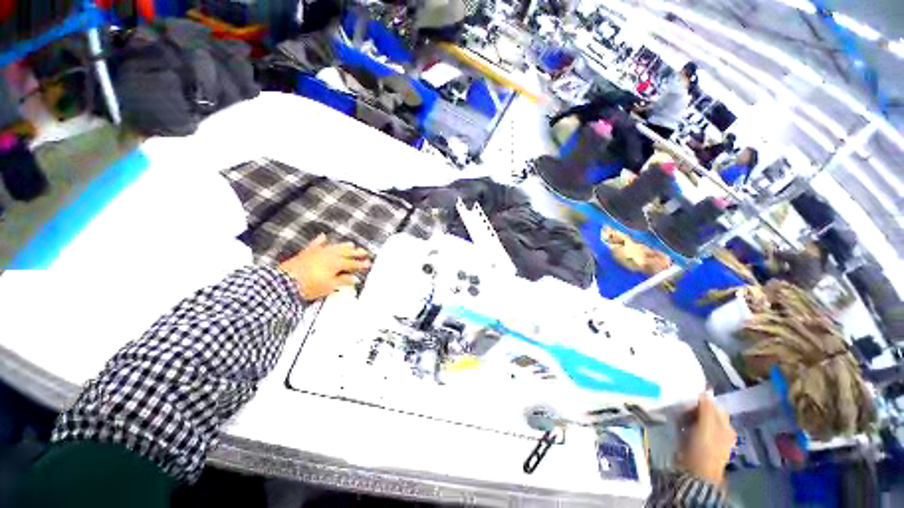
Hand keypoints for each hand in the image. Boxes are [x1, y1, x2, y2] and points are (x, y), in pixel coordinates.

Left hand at [278, 234, 370, 300]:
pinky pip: (315, 244)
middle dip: (356, 252)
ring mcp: (318, 252)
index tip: (369, 263)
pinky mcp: (307, 252)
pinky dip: (320, 240)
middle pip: (346, 253)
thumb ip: (343, 281)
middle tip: (365, 251)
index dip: (361, 264)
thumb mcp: (329, 286)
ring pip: (334, 247)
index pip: (352, 263)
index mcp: (337, 263)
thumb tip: (356, 278)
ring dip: (343, 245)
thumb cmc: (310, 286)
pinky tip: (324, 236)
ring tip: (351, 244)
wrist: (284, 282)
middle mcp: (330, 255)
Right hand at [681, 393, 735, 485]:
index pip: (716, 407)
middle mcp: (720, 432)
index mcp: (726, 427)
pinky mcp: (697, 443)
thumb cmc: (704, 448)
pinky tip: (678, 423)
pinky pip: (691, 427)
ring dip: (688, 415)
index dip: (703, 401)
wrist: (696, 472)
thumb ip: (707, 408)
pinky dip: (685, 423)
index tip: (689, 398)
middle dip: (694, 408)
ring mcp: (708, 438)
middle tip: (681, 405)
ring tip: (677, 413)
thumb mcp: (706, 426)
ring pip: (698, 420)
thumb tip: (705, 391)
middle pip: (707, 413)